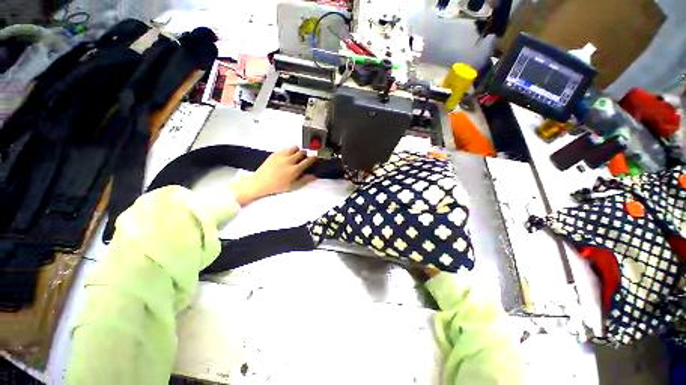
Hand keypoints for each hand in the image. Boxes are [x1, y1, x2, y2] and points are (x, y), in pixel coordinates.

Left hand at [230, 146, 316, 205]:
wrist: (260, 183)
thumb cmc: (278, 187)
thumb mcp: (293, 186)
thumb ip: (304, 180)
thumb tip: (314, 176)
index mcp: (295, 170)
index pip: (307, 161)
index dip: (313, 158)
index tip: (315, 157)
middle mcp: (289, 161)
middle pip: (302, 152)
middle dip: (305, 154)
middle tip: (305, 157)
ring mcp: (282, 156)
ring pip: (294, 148)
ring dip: (297, 150)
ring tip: (296, 155)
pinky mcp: (275, 154)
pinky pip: (285, 148)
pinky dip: (289, 151)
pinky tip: (287, 156)